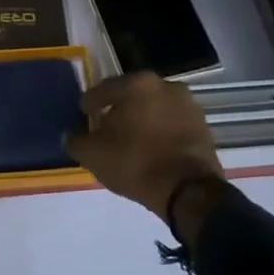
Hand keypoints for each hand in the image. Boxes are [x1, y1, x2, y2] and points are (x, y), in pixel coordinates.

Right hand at [67, 72, 226, 236]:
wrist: (189, 191)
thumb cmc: (136, 163)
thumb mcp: (93, 155)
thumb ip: (76, 140)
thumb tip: (71, 135)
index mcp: (136, 83)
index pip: (102, 89)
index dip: (89, 105)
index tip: (84, 117)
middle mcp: (164, 84)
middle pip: (131, 95)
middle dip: (117, 110)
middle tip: (106, 129)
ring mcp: (187, 103)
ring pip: (154, 108)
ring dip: (141, 120)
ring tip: (131, 141)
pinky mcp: (202, 125)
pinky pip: (172, 123)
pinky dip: (160, 131)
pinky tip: (152, 149)